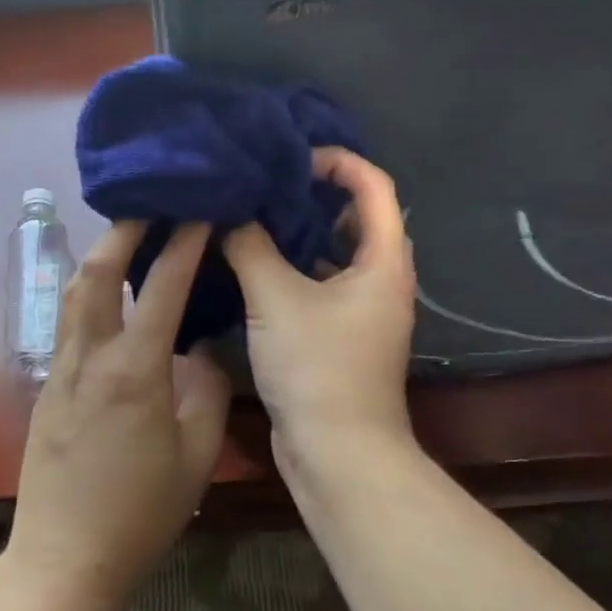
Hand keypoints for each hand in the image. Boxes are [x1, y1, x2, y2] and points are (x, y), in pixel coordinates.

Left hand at [7, 221, 232, 610]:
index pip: (161, 287)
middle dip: (124, 231)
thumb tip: (205, 348)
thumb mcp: (195, 456)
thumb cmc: (140, 513)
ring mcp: (60, 370)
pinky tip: (108, 299)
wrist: (64, 559)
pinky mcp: (46, 388)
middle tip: (150, 206)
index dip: (182, 244)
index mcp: (134, 371)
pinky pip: (68, 324)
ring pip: (74, 294)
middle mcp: (89, 357)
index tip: (198, 212)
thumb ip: (206, 391)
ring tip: (127, 239)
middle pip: (97, 272)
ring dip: (99, 257)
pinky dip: (88, 294)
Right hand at [223, 148, 416, 460]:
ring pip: (333, 254)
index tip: (291, 157)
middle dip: (312, 195)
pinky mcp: (340, 335)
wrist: (336, 453)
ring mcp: (362, 311)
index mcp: (383, 262)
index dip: (338, 162)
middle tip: (264, 183)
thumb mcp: (276, 298)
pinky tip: (250, 265)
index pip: (374, 187)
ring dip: (298, 233)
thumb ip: (250, 246)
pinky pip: (319, 285)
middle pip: (355, 217)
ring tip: (251, 215)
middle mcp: (381, 280)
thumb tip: (227, 210)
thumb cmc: (317, 368)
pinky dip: (291, 269)